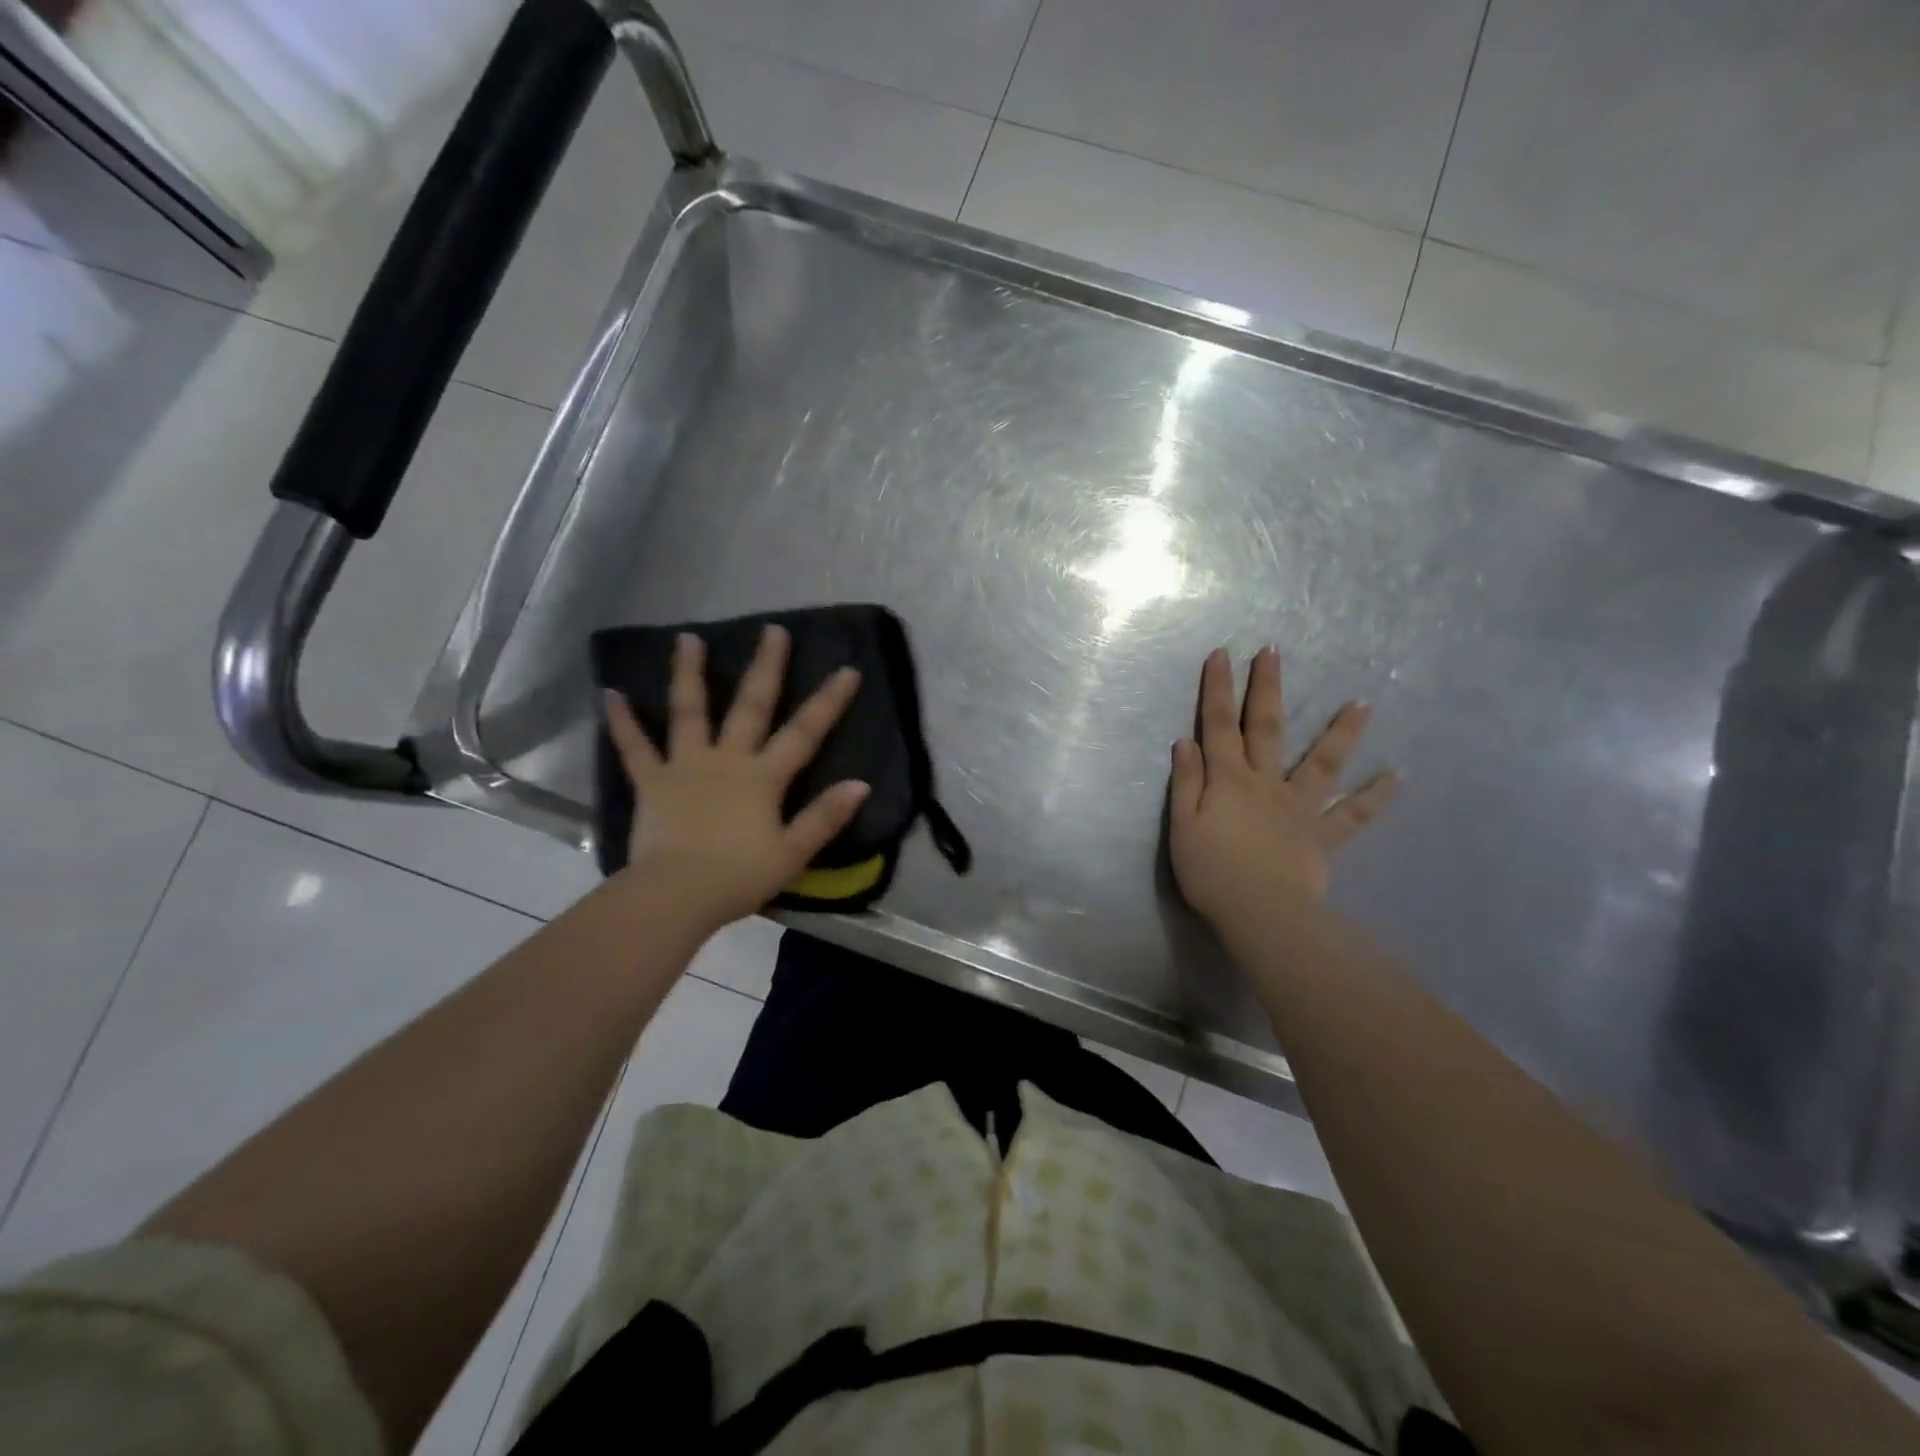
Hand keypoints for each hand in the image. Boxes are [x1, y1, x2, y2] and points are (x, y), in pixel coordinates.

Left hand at [603, 626, 869, 932]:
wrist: (675, 896)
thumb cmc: (738, 877)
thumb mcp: (793, 853)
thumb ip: (825, 817)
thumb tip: (861, 784)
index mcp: (763, 778)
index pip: (804, 733)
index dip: (828, 702)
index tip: (848, 669)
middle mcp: (726, 760)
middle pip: (750, 707)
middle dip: (766, 668)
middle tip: (772, 630)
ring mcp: (685, 767)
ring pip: (689, 712)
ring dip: (689, 674)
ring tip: (688, 638)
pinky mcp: (651, 783)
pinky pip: (634, 748)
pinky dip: (622, 722)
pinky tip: (609, 694)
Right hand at [1169, 646, 1396, 924]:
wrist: (1260, 913)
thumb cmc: (1211, 871)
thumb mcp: (1182, 825)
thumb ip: (1186, 781)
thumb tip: (1186, 741)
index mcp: (1228, 779)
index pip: (1219, 724)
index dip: (1218, 689)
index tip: (1222, 654)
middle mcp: (1266, 782)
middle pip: (1266, 728)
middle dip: (1267, 688)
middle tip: (1273, 652)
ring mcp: (1299, 806)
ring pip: (1322, 762)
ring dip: (1341, 732)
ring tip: (1363, 704)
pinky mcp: (1322, 835)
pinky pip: (1354, 814)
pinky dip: (1376, 796)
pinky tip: (1397, 776)